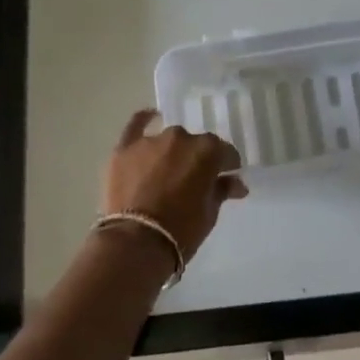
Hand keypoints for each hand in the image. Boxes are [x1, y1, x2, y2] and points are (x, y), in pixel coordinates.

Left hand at [103, 111, 247, 258]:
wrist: (136, 242)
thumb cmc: (182, 230)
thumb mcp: (210, 213)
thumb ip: (222, 190)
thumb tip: (236, 183)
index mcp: (208, 151)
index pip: (225, 153)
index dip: (226, 166)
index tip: (226, 178)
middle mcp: (180, 138)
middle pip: (195, 145)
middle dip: (197, 160)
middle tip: (193, 181)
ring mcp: (150, 141)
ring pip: (167, 141)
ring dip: (171, 152)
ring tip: (166, 173)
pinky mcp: (124, 149)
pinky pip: (135, 126)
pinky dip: (143, 120)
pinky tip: (150, 117)